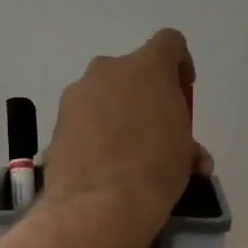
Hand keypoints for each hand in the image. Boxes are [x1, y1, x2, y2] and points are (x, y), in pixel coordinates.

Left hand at [44, 29, 211, 233]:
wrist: (100, 205)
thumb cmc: (155, 170)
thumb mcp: (185, 154)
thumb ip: (186, 141)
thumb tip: (190, 156)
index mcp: (148, 67)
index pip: (169, 42)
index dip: (179, 64)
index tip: (181, 92)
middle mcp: (109, 70)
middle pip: (132, 71)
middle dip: (144, 95)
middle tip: (153, 131)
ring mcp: (77, 94)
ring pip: (103, 95)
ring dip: (116, 114)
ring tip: (125, 154)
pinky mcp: (57, 121)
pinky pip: (83, 118)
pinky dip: (93, 133)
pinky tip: (102, 164)